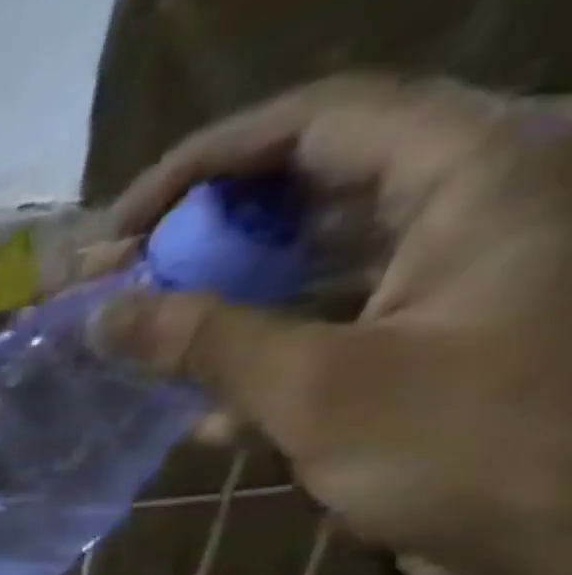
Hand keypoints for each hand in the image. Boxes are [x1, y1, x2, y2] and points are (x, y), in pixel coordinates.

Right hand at [90, 75, 571, 574]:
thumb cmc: (469, 450)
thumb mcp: (318, 390)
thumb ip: (204, 342)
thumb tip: (100, 314)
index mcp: (474, 178)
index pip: (316, 123)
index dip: (201, 165)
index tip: (115, 230)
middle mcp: (464, 207)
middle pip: (305, 186)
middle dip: (197, 234)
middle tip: (108, 282)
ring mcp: (443, 278)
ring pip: (305, 260)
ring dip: (212, 298)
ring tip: (130, 337)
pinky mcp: (420, 342)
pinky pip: (318, 323)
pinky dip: (250, 354)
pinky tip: (196, 412)